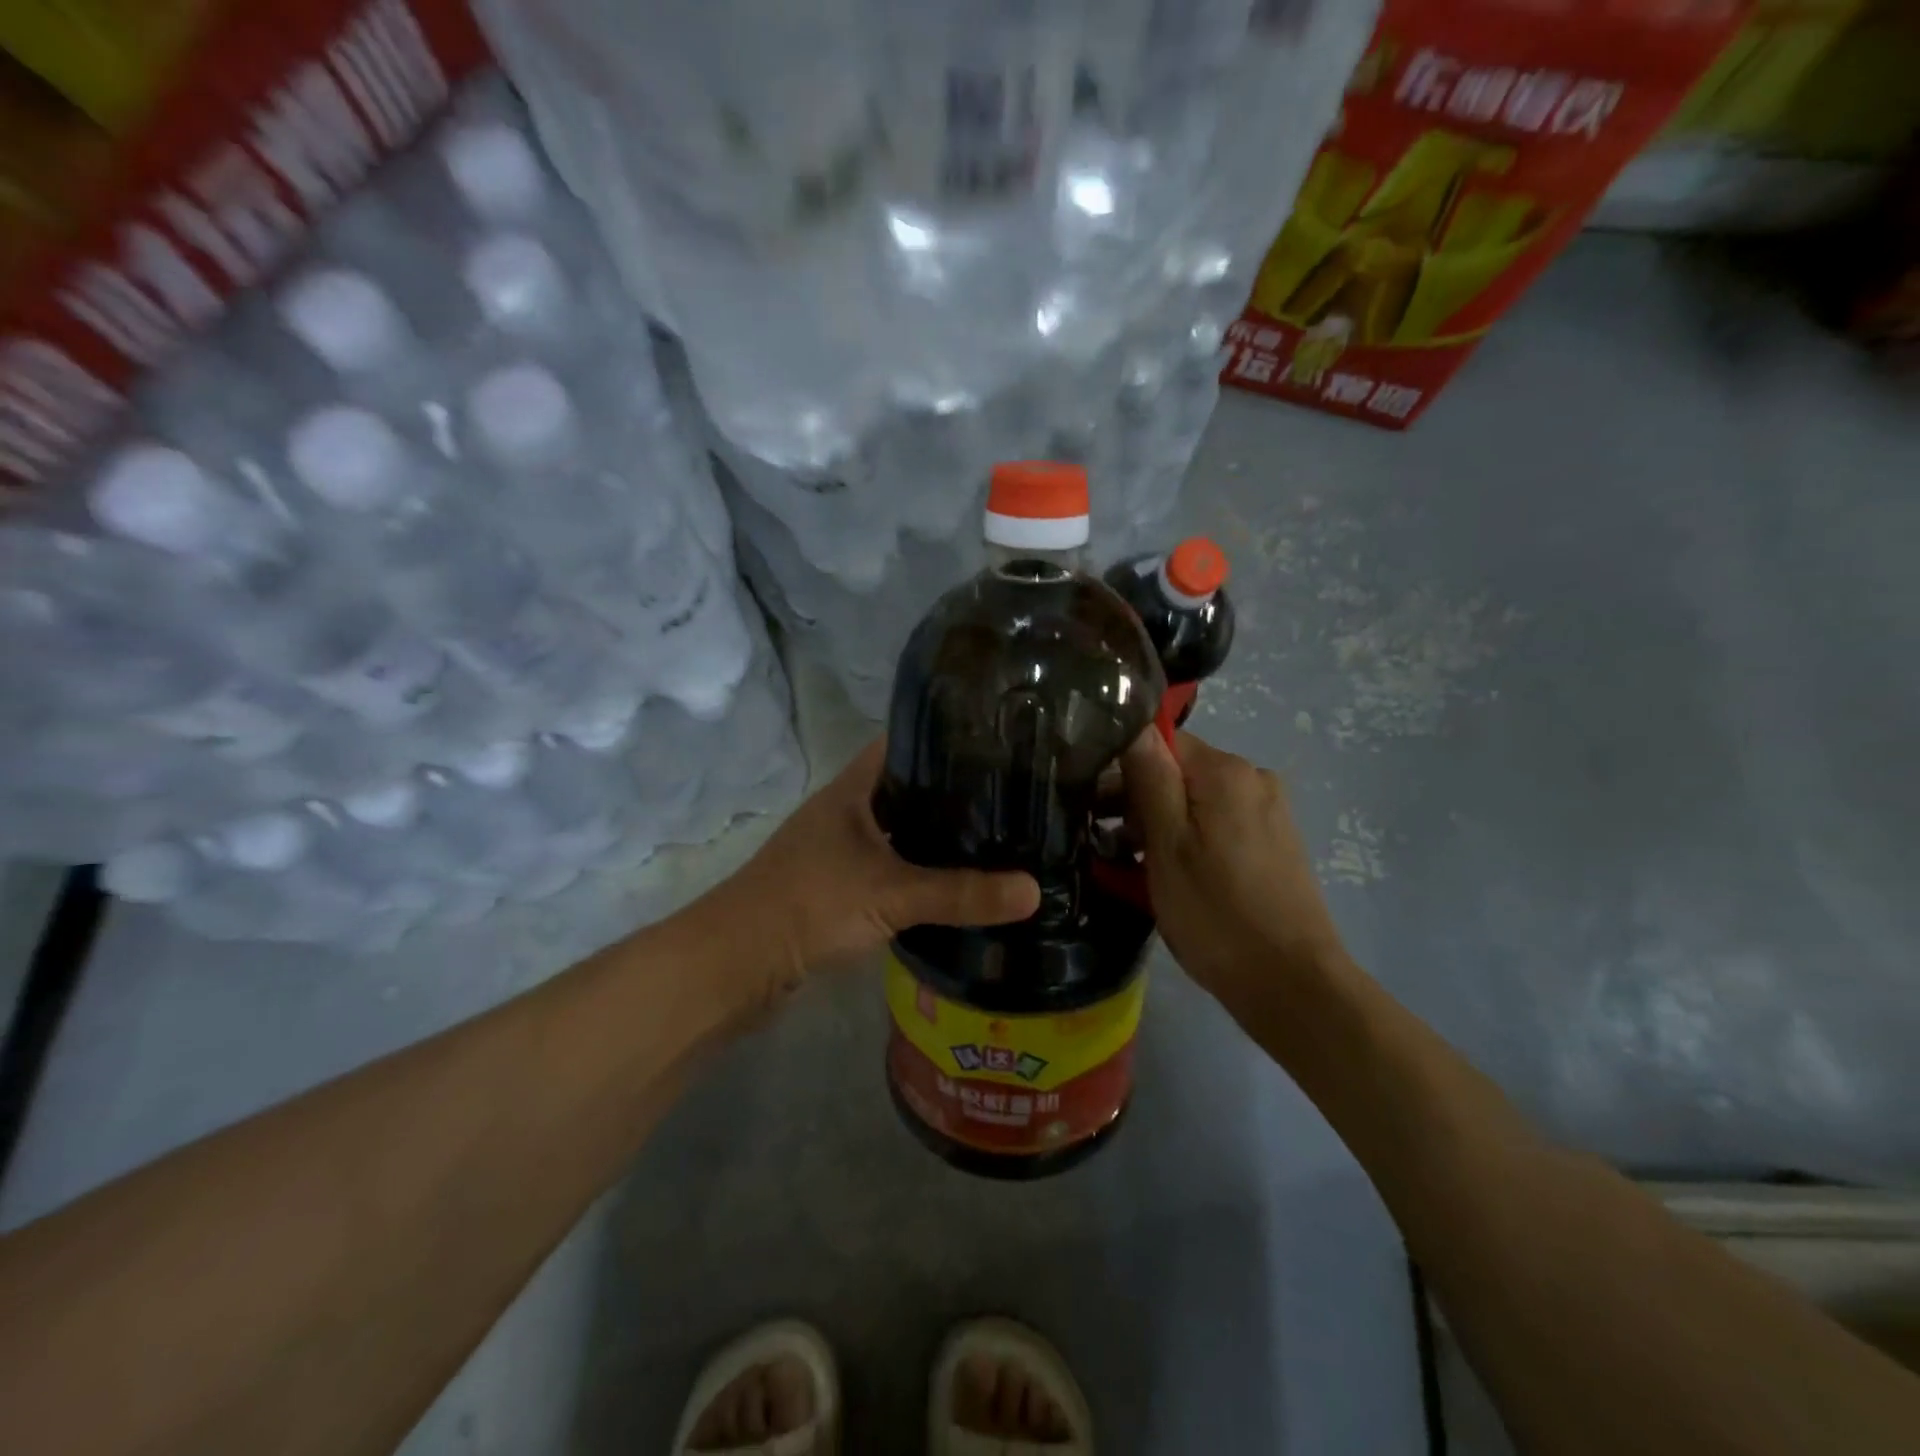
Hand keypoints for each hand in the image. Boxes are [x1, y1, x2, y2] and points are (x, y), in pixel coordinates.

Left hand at [696, 740, 1039, 1010]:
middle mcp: (845, 811)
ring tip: (992, 837)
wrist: (738, 962)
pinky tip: (950, 883)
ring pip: (897, 831)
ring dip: (933, 835)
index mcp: (853, 790)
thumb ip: (962, 893)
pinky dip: (916, 870)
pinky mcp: (835, 886)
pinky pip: (887, 866)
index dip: (944, 738)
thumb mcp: (892, 894)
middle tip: (1008, 798)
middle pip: (905, 788)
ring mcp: (837, 849)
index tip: (995, 745)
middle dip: (950, 792)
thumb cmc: (811, 905)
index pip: (903, 744)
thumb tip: (1034, 890)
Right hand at [1120, 728, 1349, 1018]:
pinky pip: (1218, 826)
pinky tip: (1173, 878)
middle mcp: (1254, 779)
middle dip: (1139, 804)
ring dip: (1161, 827)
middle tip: (1110, 849)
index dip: (1122, 773)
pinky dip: (1190, 842)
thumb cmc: (1216, 914)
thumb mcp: (1167, 845)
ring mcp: (1269, 812)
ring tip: (1134, 870)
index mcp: (1226, 771)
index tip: (1098, 812)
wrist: (1292, 985)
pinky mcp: (1275, 843)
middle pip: (1178, 772)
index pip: (1160, 743)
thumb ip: (1149, 779)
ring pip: (1196, 802)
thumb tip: (1133, 725)